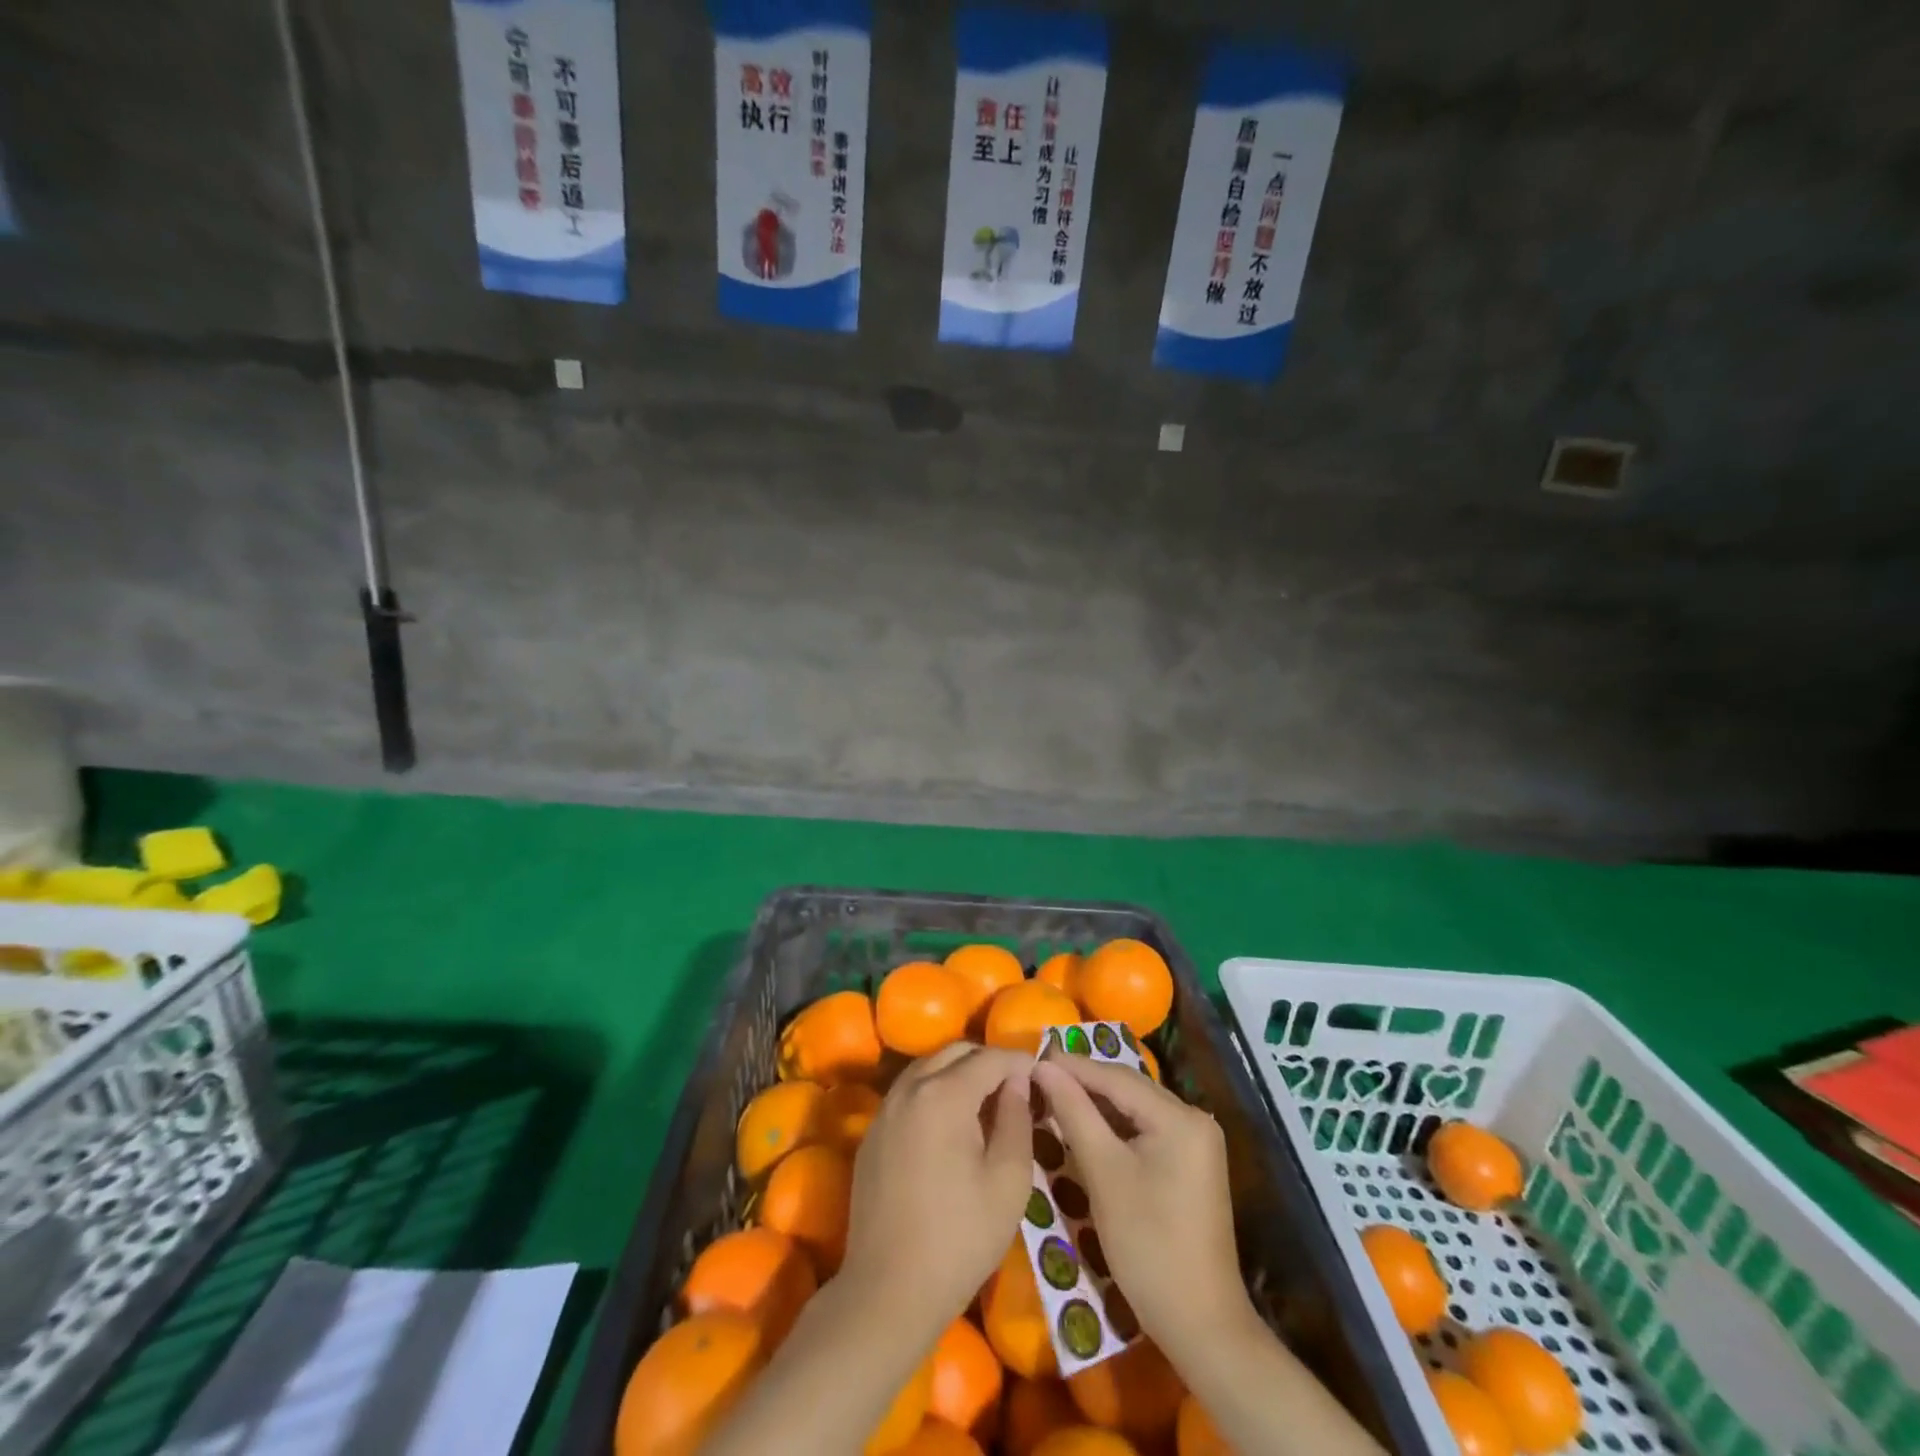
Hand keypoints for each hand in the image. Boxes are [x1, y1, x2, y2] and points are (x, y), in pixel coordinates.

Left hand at [839, 1043, 1034, 1340]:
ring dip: (959, 1072)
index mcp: (944, 1094)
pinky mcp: (873, 1132)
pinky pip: (909, 1092)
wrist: (887, 1292)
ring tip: (986, 1104)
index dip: (1020, 1061)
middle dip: (988, 1061)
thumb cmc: (960, 1239)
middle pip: (955, 1051)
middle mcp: (910, 1088)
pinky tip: (950, 1126)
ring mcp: (886, 1109)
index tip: (1042, 1074)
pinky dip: (935, 1091)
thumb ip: (1017, 1119)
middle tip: (1016, 1090)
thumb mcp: (1008, 1182)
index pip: (990, 1058)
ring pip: (929, 1067)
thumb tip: (1018, 1081)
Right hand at [1032, 1052, 1250, 1352]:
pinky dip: (1114, 1126)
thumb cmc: (1148, 1246)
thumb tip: (1043, 1068)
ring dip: (1096, 1103)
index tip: (1032, 1059)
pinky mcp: (1190, 1162)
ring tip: (1053, 1095)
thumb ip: (1074, 1113)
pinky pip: (1145, 1129)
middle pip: (1128, 1089)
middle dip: (1084, 1082)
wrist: (1201, 1325)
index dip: (1073, 1067)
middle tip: (1038, 1077)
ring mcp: (1196, 1142)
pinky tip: (1084, 1125)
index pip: (1116, 1078)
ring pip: (1135, 1108)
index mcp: (1180, 1117)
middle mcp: (1194, 1118)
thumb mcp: (1104, 1173)